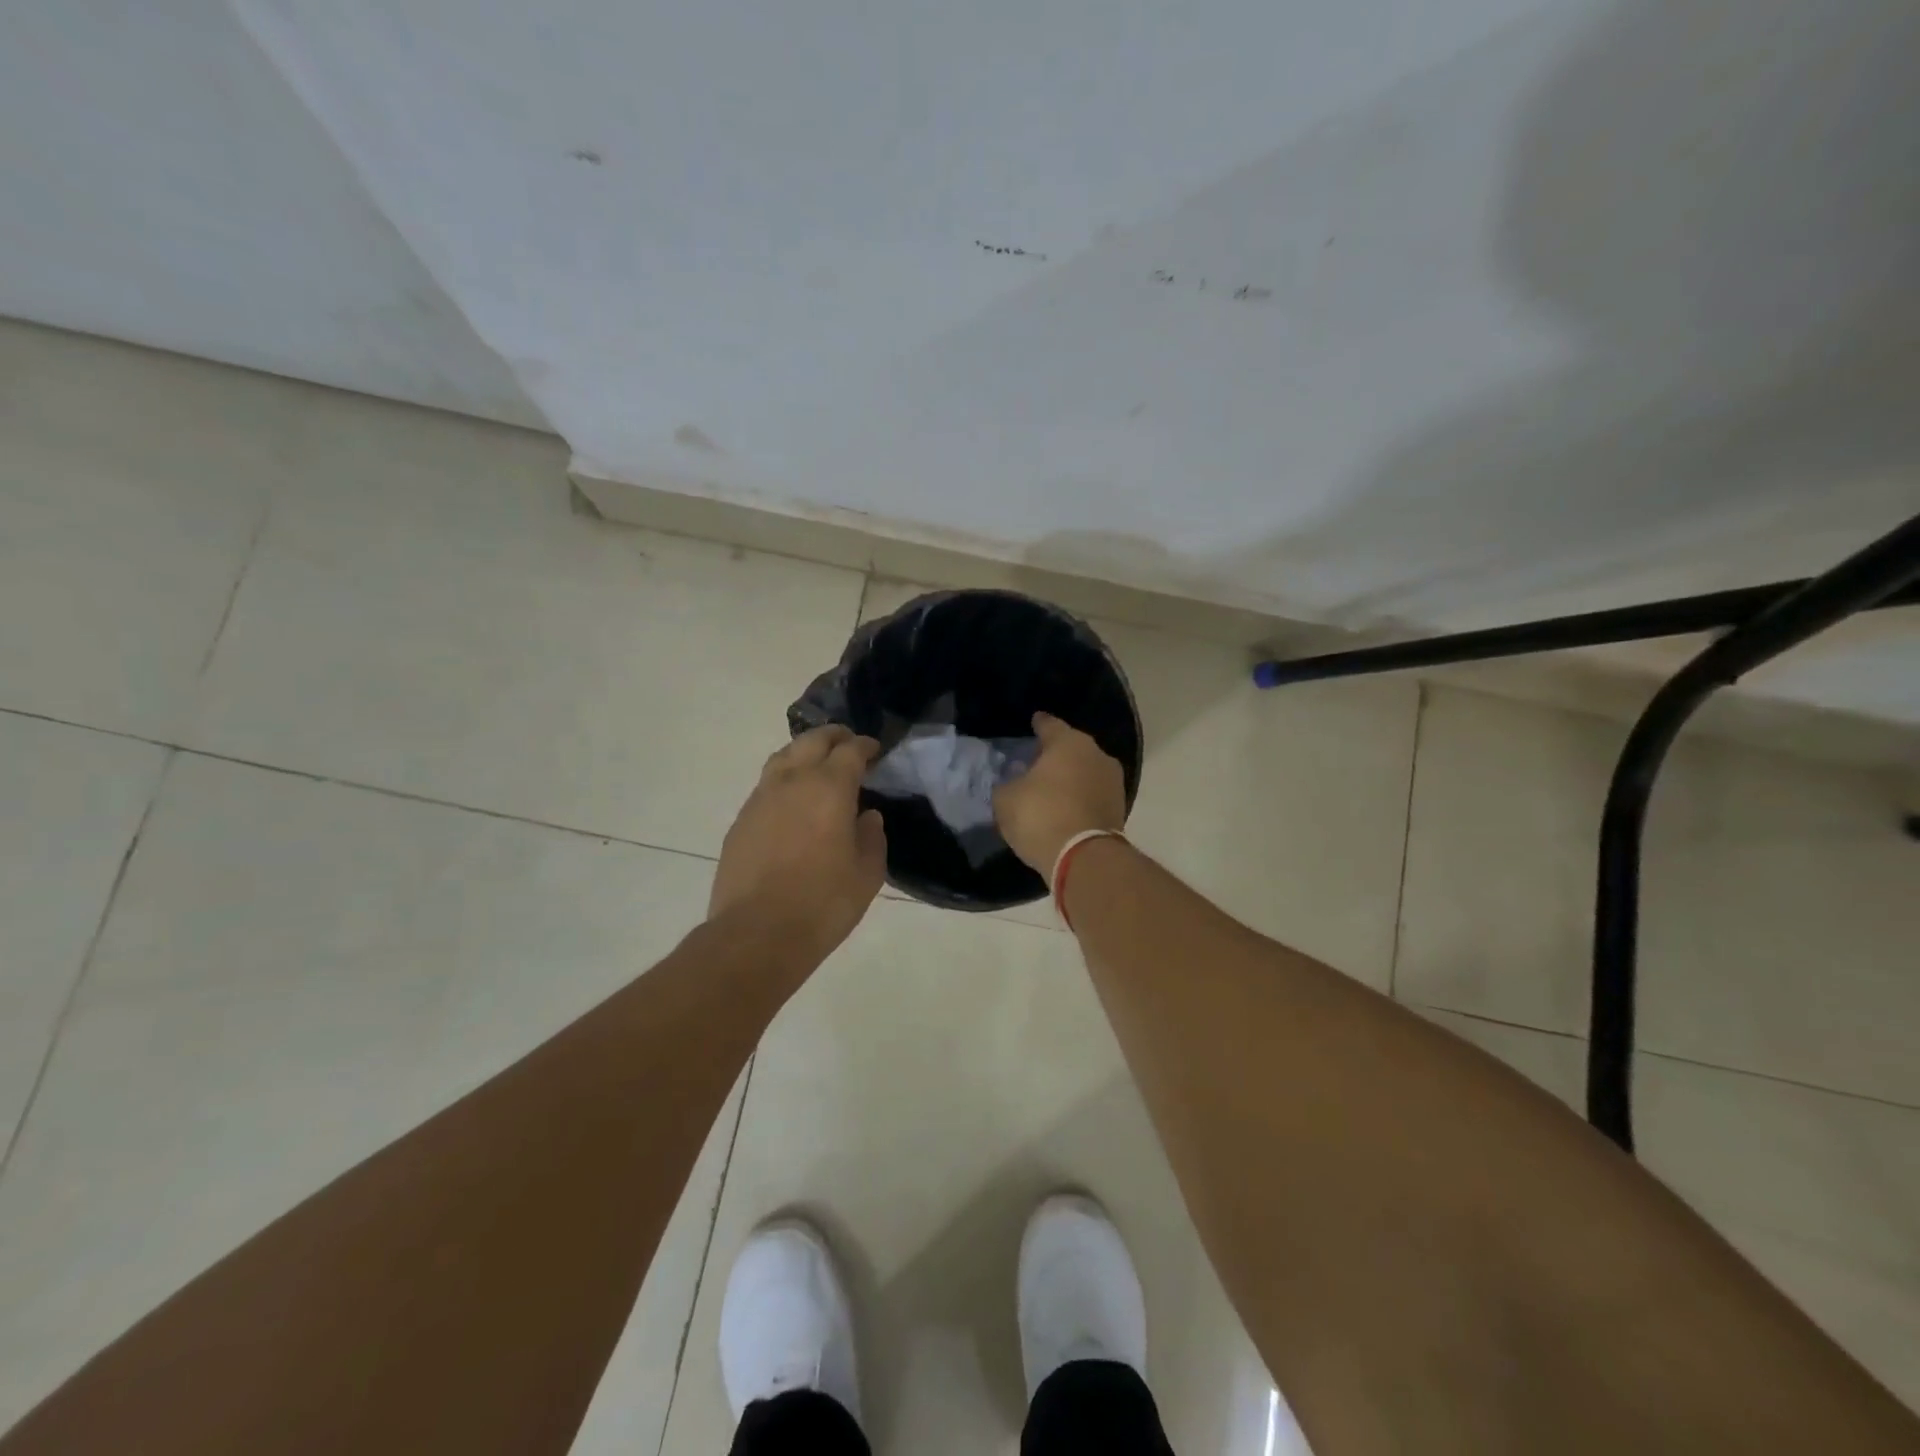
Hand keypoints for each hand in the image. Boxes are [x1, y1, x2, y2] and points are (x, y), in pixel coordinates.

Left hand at [709, 726, 887, 963]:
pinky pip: (766, 785)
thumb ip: (872, 838)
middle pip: (813, 740)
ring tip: (816, 764)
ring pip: (783, 757)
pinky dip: (784, 779)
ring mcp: (761, 798)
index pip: (850, 751)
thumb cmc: (823, 903)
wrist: (756, 933)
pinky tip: (791, 801)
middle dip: (834, 737)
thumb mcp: (867, 874)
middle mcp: (793, 781)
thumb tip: (867, 816)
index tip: (875, 750)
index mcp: (829, 788)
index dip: (865, 746)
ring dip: (804, 752)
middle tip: (848, 744)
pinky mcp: (741, 820)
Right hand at [993, 712, 1127, 874]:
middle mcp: (1096, 754)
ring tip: (1052, 787)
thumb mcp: (1006, 799)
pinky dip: (1081, 798)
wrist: (1083, 858)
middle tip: (1038, 761)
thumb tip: (1014, 784)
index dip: (1039, 724)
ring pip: (1086, 771)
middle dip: (1056, 754)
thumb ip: (1008, 784)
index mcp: (1068, 742)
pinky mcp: (1120, 808)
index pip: (1050, 725)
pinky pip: (1093, 794)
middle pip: (1072, 747)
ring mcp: (1113, 781)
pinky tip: (1066, 806)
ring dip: (1071, 777)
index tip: (1034, 721)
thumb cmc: (1040, 816)